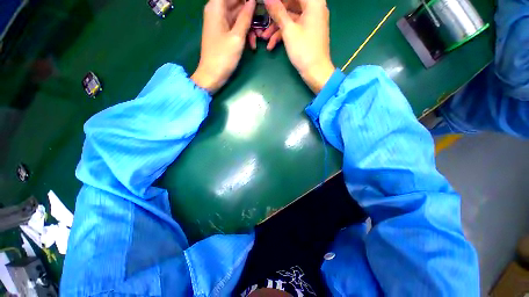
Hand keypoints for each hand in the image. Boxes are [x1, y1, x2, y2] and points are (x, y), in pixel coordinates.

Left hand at [191, 0, 255, 92]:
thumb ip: (245, 17)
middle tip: (262, 23)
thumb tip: (252, 1)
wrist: (212, 75)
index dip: (246, 0)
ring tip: (258, 38)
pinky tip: (252, 44)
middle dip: (251, 12)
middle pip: (237, 3)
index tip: (257, 5)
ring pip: (239, 17)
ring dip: (250, 26)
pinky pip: (237, 28)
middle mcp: (217, 11)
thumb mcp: (237, 37)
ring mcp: (221, 23)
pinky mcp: (224, 34)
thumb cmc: (223, 56)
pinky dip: (245, 34)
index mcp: (217, 7)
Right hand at [264, 0, 334, 92]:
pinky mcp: (307, 33)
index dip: (278, 0)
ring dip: (276, 28)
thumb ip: (278, 12)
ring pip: (290, 18)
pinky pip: (294, 28)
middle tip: (263, 20)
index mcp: (313, 3)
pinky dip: (283, 35)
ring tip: (264, 38)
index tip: (267, 4)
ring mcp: (310, 21)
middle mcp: (314, 8)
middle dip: (275, 14)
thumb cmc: (304, 50)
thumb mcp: (289, 30)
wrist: (315, 72)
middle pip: (290, 4)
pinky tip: (271, 45)